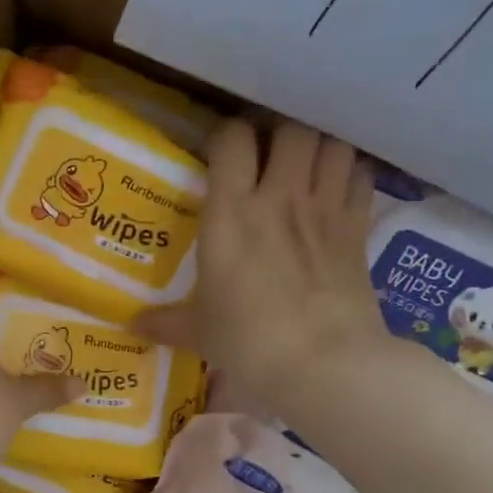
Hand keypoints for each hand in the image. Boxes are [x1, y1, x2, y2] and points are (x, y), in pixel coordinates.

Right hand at [139, 120, 392, 408]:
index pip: (232, 139)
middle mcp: (279, 197)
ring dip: (318, 148)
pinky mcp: (358, 228)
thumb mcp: (199, 331)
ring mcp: (324, 209)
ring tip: (305, 166)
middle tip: (267, 156)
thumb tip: (130, 326)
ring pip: (332, 143)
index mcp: (231, 213)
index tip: (219, 153)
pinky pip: (362, 175)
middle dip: (278, 135)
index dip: (226, 136)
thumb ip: (165, 322)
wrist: (325, 364)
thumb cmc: (250, 341)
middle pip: (290, 129)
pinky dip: (350, 173)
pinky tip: (338, 189)